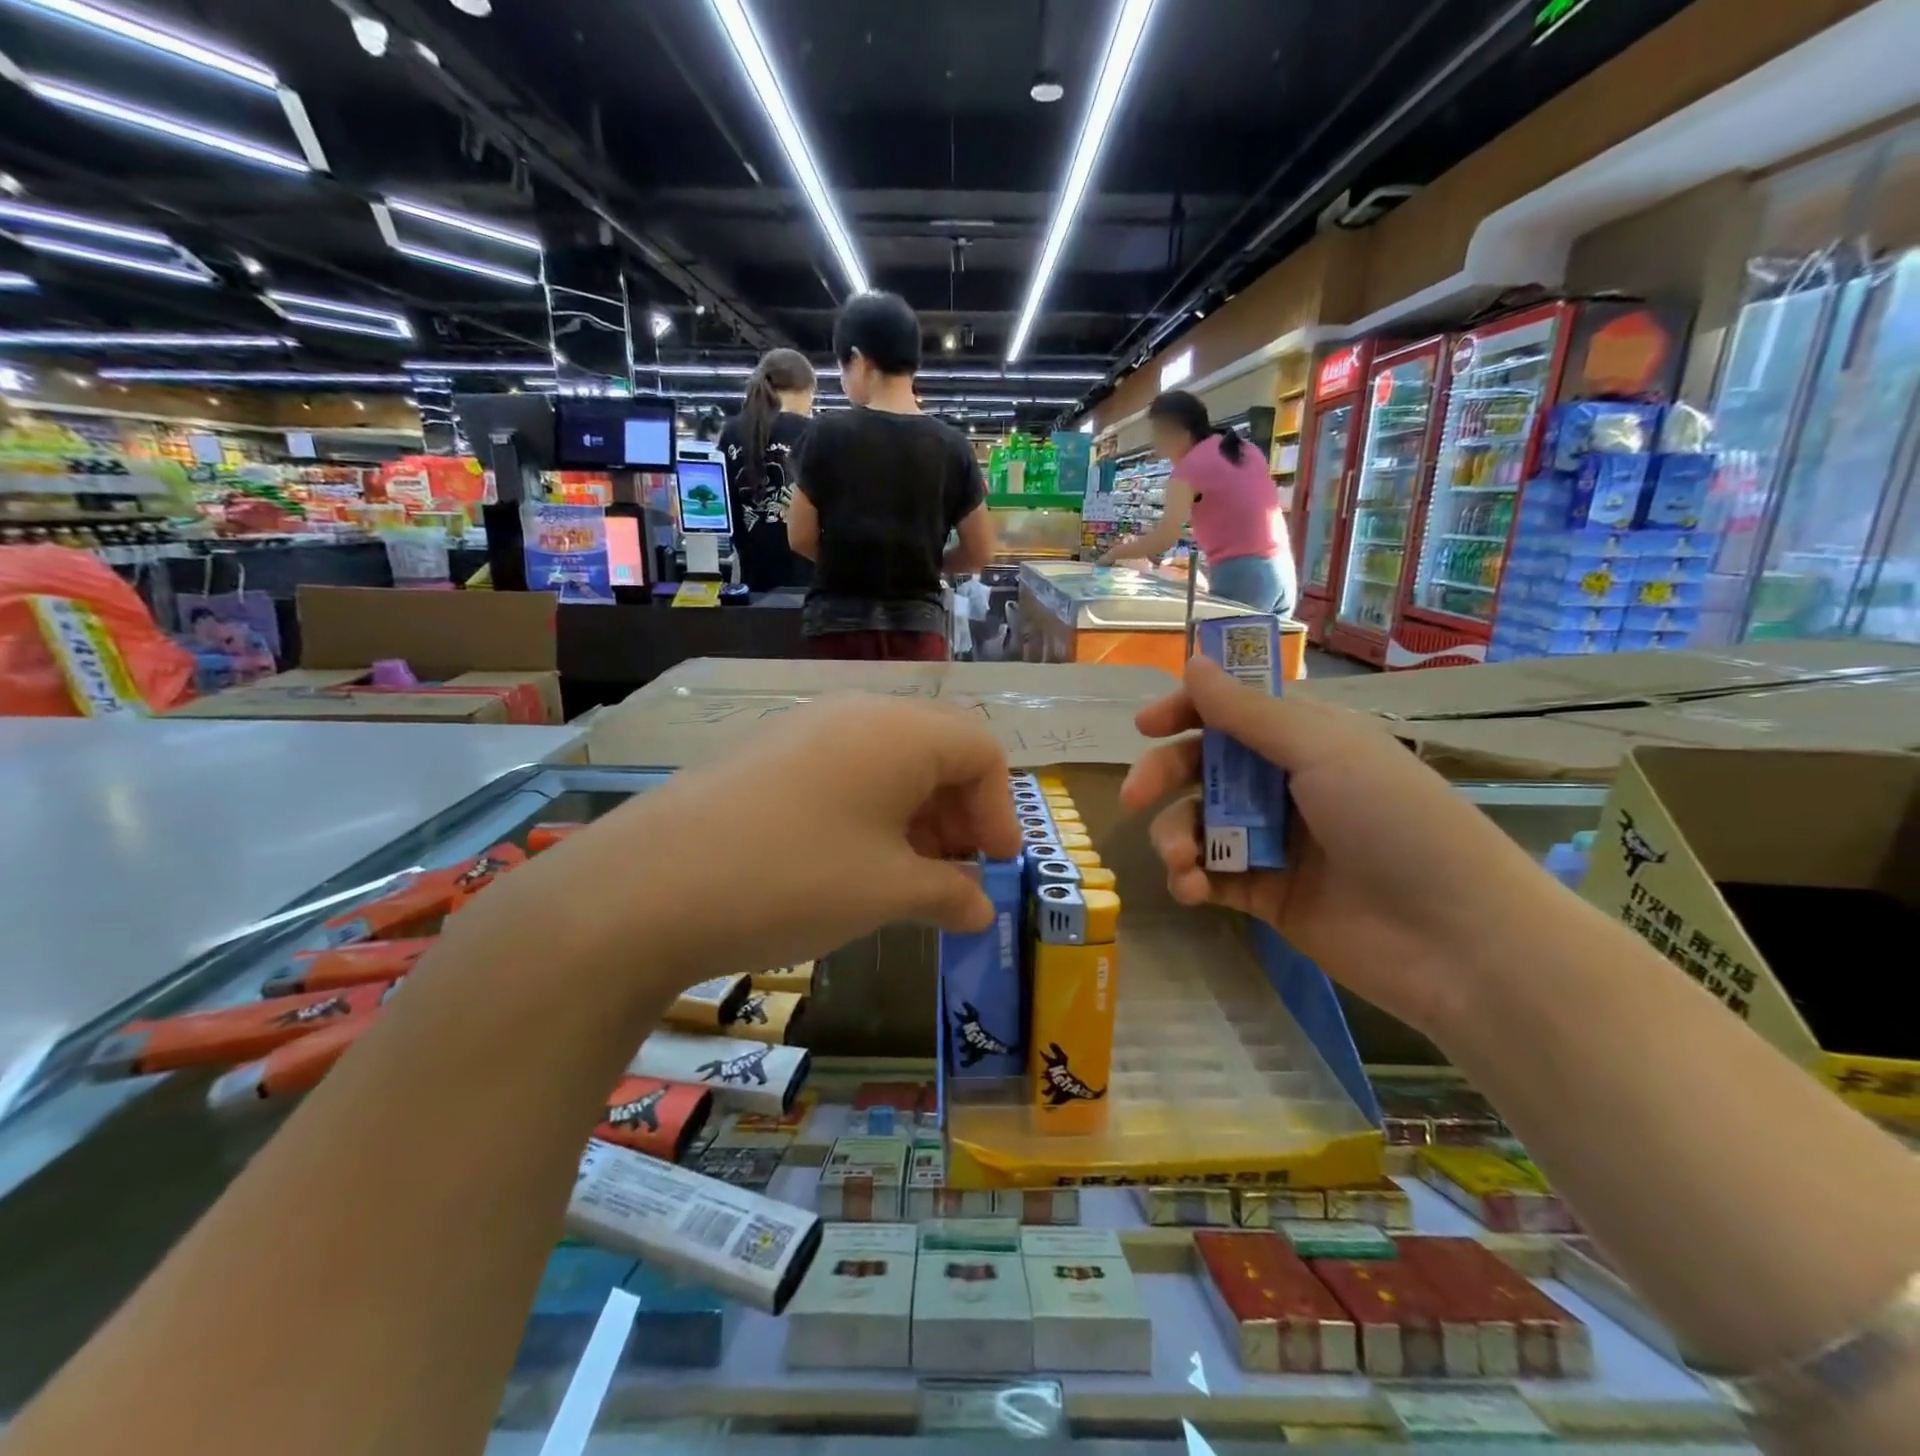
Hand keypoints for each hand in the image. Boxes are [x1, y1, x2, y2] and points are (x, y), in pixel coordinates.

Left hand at [511, 696, 1023, 991]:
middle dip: (959, 812)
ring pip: (888, 759)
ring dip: (914, 814)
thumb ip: (949, 894)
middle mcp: (857, 712)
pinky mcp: (766, 752)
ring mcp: (804, 727)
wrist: (648, 886)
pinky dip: (868, 809)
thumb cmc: (795, 879)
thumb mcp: (887, 892)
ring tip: (905, 875)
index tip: (994, 867)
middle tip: (953, 874)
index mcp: (900, 731)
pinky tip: (850, 860)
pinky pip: (842, 768)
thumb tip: (980, 908)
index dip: (1001, 810)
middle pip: (937, 749)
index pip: (981, 750)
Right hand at [1119, 657, 1546, 1035]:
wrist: (1455, 939)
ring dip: (1175, 837)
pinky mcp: (1266, 895)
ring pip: (1198, 824)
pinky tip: (1192, 889)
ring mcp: (1274, 842)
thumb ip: (1247, 713)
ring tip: (1180, 861)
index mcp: (1304, 740)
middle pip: (1202, 768)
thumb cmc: (1392, 821)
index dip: (1186, 712)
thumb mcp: (1321, 750)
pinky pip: (1211, 876)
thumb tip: (1193, 662)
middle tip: (1132, 797)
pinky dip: (1192, 879)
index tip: (1146, 727)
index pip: (1231, 713)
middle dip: (1163, 777)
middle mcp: (1284, 785)